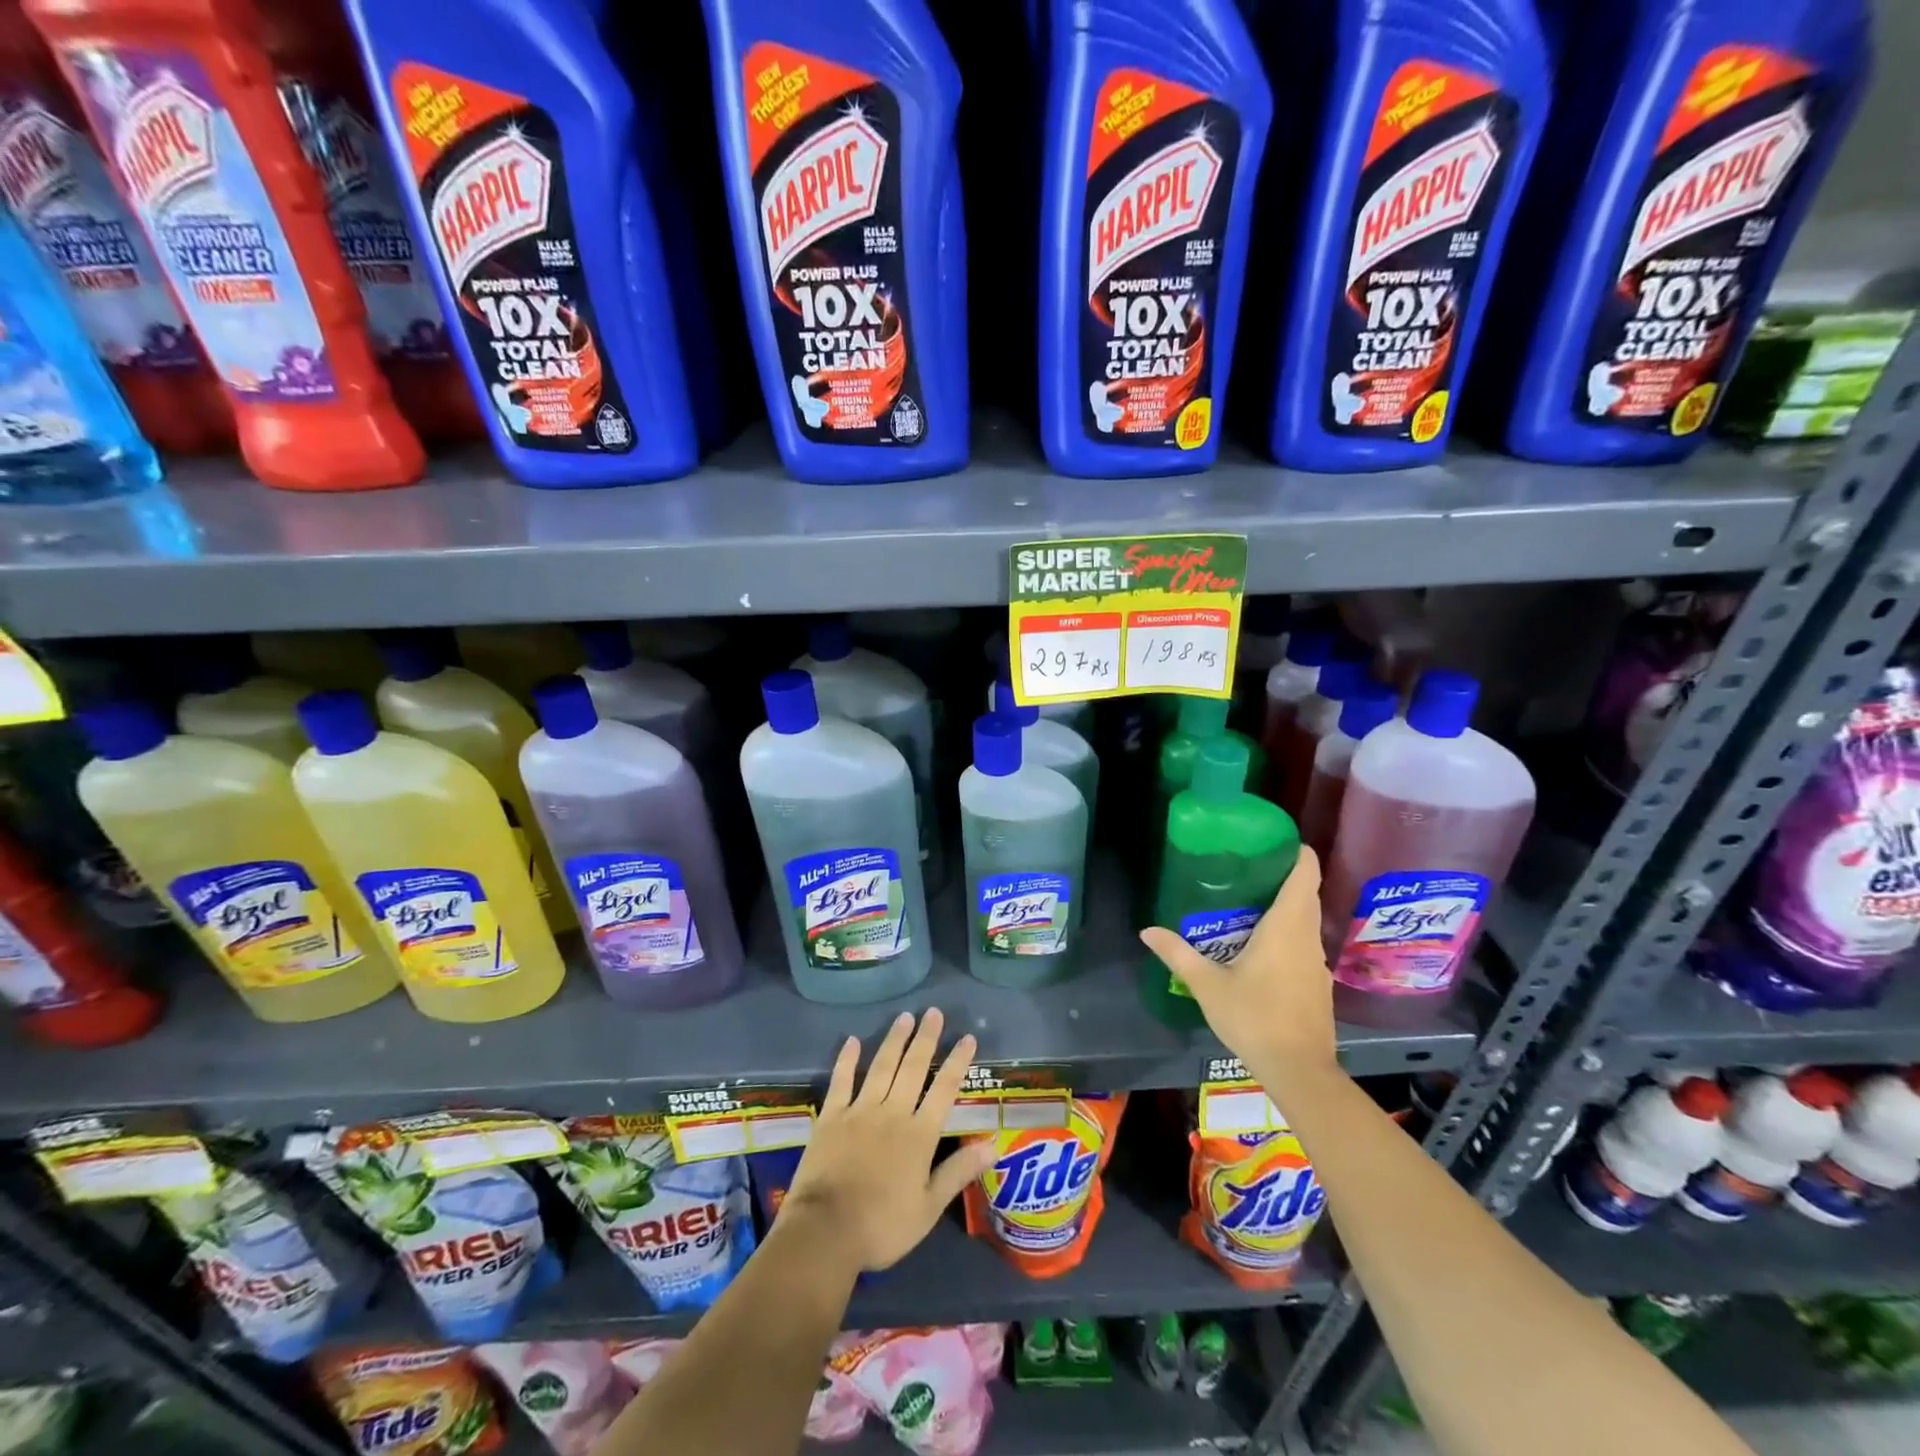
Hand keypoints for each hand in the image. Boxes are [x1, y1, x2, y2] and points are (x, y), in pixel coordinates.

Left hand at [780, 1009, 998, 1273]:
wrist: (826, 1232)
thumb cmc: (882, 1226)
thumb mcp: (928, 1207)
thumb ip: (958, 1171)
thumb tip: (994, 1145)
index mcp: (919, 1135)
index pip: (944, 1090)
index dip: (957, 1062)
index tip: (967, 1037)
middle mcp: (893, 1113)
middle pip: (913, 1068)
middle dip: (926, 1039)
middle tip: (934, 1012)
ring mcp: (860, 1111)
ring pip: (881, 1067)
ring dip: (894, 1041)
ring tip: (904, 1017)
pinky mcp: (831, 1117)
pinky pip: (841, 1081)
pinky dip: (847, 1060)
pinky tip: (853, 1040)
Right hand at [1139, 847, 1338, 1080]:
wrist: (1299, 1070)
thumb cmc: (1254, 1018)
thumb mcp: (1208, 985)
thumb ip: (1178, 954)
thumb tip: (1147, 930)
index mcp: (1286, 927)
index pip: (1305, 875)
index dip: (1298, 853)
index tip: (1278, 840)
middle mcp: (1307, 938)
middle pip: (1307, 894)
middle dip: (1285, 876)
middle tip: (1250, 866)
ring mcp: (1317, 962)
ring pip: (1306, 920)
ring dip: (1287, 906)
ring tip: (1250, 900)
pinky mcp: (1318, 983)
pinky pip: (1304, 943)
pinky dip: (1289, 932)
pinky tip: (1262, 944)